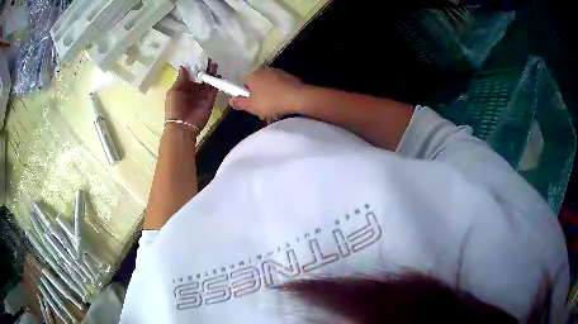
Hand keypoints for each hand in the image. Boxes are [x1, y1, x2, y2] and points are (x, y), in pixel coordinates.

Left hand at [165, 63, 218, 131]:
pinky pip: (214, 91)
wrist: (182, 127)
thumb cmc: (174, 109)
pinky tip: (218, 75)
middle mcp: (193, 92)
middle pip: (200, 78)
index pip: (190, 76)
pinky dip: (216, 84)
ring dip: (211, 75)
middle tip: (210, 61)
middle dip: (205, 70)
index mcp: (183, 89)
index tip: (200, 59)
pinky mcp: (209, 102)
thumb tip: (184, 67)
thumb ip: (180, 79)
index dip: (195, 68)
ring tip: (215, 66)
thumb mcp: (173, 92)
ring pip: (208, 83)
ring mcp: (202, 97)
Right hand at [229, 68, 303, 119]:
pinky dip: (279, 95)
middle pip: (256, 85)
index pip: (242, 83)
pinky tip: (283, 105)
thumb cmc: (271, 102)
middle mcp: (264, 70)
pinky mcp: (289, 77)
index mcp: (253, 75)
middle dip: (257, 97)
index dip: (244, 95)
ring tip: (274, 111)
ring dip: (269, 97)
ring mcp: (278, 72)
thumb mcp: (252, 106)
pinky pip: (279, 87)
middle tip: (262, 110)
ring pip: (268, 86)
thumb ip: (239, 103)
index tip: (249, 105)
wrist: (299, 97)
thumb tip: (230, 99)